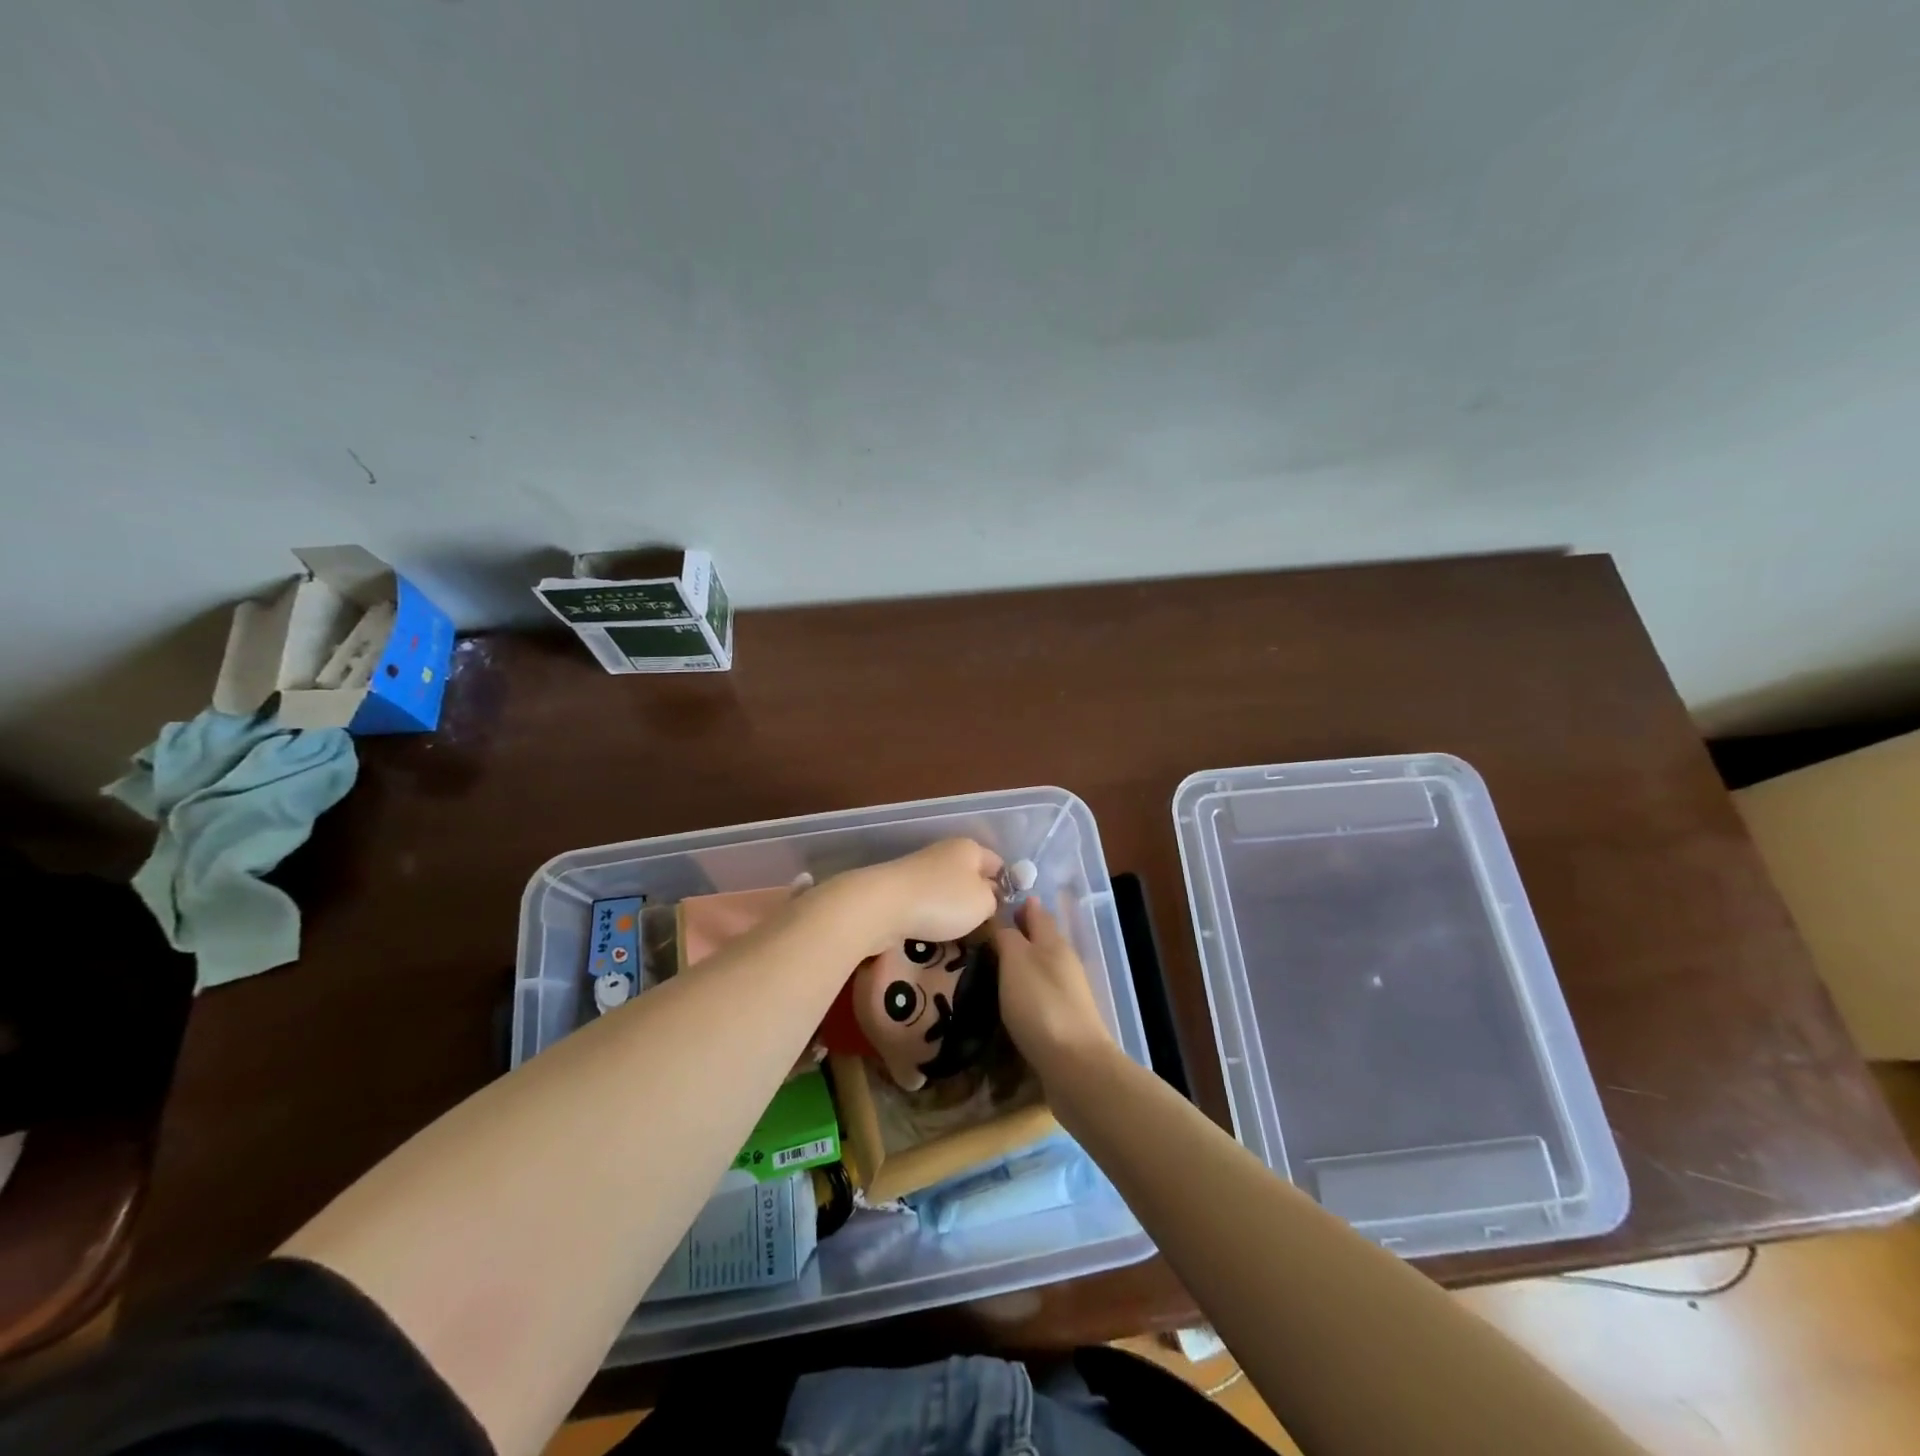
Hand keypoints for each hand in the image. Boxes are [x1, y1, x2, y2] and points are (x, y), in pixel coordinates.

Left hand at [838, 838, 1003, 954]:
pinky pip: (928, 901)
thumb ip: (994, 900)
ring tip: (961, 934)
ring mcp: (920, 869)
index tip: (1009, 913)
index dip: (1008, 886)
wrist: (882, 906)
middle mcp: (945, 852)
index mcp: (969, 848)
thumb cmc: (942, 901)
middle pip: (971, 876)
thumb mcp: (984, 903)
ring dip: (954, 910)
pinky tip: (934, 932)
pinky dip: (933, 915)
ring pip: (948, 890)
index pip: (999, 864)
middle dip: (979, 900)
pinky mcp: (901, 888)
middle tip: (987, 928)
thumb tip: (989, 897)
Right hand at [994, 898, 1114, 1080]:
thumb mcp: (1016, 961)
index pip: (1036, 912)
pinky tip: (1011, 997)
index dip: (1019, 904)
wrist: (1075, 1065)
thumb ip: (1008, 937)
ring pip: (1041, 965)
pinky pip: (1041, 993)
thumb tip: (1003, 920)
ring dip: (1022, 961)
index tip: (997, 899)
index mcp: (1053, 942)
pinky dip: (1026, 987)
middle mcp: (1064, 962)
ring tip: (993, 963)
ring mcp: (1068, 993)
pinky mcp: (1065, 1020)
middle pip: (1041, 938)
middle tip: (988, 931)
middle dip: (1020, 932)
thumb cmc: (1040, 1004)